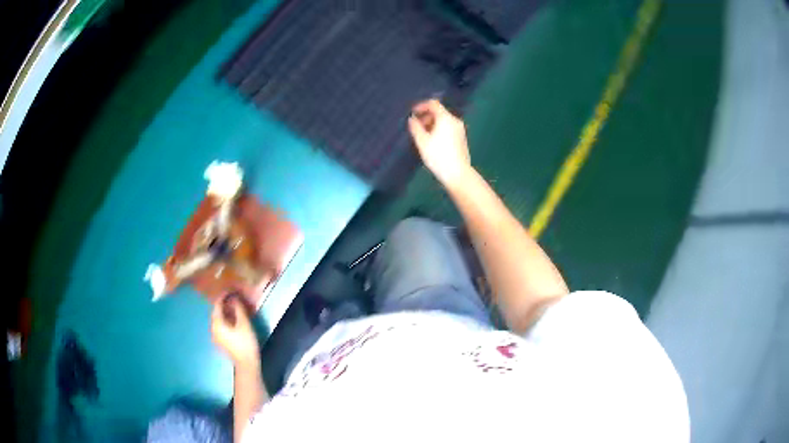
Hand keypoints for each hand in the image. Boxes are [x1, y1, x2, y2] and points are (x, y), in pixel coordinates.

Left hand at [211, 295, 260, 368]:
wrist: (246, 364)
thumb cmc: (245, 343)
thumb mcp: (244, 324)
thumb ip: (238, 309)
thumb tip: (234, 299)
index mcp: (217, 323)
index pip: (217, 305)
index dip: (223, 296)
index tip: (230, 290)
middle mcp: (213, 329)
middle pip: (216, 313)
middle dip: (224, 304)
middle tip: (233, 298)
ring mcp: (216, 336)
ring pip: (219, 320)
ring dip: (225, 312)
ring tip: (234, 307)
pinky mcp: (221, 342)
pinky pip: (221, 326)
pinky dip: (226, 320)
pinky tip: (233, 320)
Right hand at [408, 99, 471, 187]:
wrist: (458, 174)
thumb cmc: (438, 156)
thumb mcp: (422, 141)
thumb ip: (415, 127)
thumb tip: (412, 119)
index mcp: (446, 118)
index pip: (433, 104)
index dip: (421, 106)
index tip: (413, 113)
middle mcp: (455, 121)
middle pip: (439, 112)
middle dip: (426, 116)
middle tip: (416, 126)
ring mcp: (460, 130)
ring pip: (444, 121)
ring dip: (432, 124)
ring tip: (423, 135)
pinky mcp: (462, 138)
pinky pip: (448, 128)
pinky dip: (439, 130)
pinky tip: (433, 142)